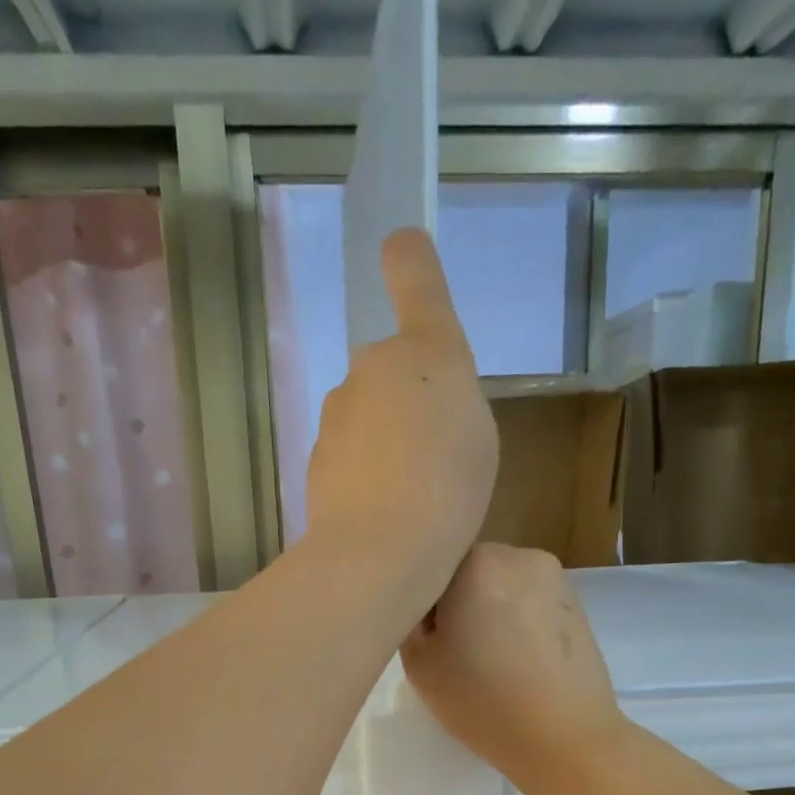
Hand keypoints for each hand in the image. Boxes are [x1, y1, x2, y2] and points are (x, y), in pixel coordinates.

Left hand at [303, 229, 497, 594]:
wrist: (381, 550)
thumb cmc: (450, 490)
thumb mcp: (478, 439)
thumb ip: (450, 403)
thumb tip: (414, 408)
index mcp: (428, 353)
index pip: (417, 282)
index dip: (410, 260)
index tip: (400, 245)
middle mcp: (375, 366)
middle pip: (391, 370)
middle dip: (407, 402)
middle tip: (434, 456)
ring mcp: (338, 410)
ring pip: (367, 414)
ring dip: (385, 441)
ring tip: (411, 495)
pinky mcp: (315, 454)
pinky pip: (349, 453)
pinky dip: (364, 473)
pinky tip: (381, 512)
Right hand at [401, 544, 623, 789]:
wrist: (565, 737)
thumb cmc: (483, 699)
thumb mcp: (418, 664)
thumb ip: (410, 621)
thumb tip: (429, 611)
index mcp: (476, 561)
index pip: (431, 567)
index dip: (422, 604)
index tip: (428, 641)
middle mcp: (518, 555)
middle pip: (470, 572)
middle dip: (459, 603)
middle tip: (456, 653)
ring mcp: (555, 578)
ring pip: (502, 587)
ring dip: (490, 612)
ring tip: (492, 661)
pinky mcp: (578, 605)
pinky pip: (531, 604)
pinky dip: (520, 624)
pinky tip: (521, 663)